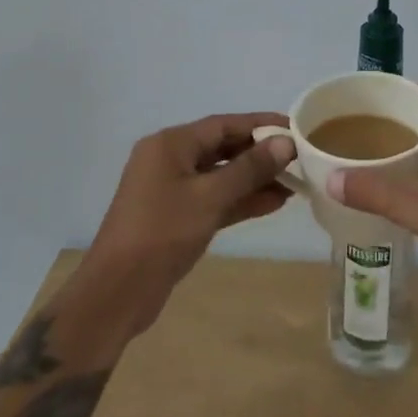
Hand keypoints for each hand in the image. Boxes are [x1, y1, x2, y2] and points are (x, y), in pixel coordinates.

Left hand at [82, 112, 295, 332]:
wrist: (118, 292)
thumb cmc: (162, 233)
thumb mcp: (210, 197)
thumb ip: (249, 169)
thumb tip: (285, 144)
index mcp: (170, 144)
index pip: (224, 124)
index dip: (261, 124)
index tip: (296, 128)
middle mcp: (169, 160)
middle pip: (223, 147)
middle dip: (260, 154)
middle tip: (299, 158)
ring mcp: (171, 189)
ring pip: (220, 176)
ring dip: (254, 180)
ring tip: (294, 183)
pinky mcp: (176, 217)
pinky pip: (214, 198)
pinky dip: (240, 200)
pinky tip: (273, 203)